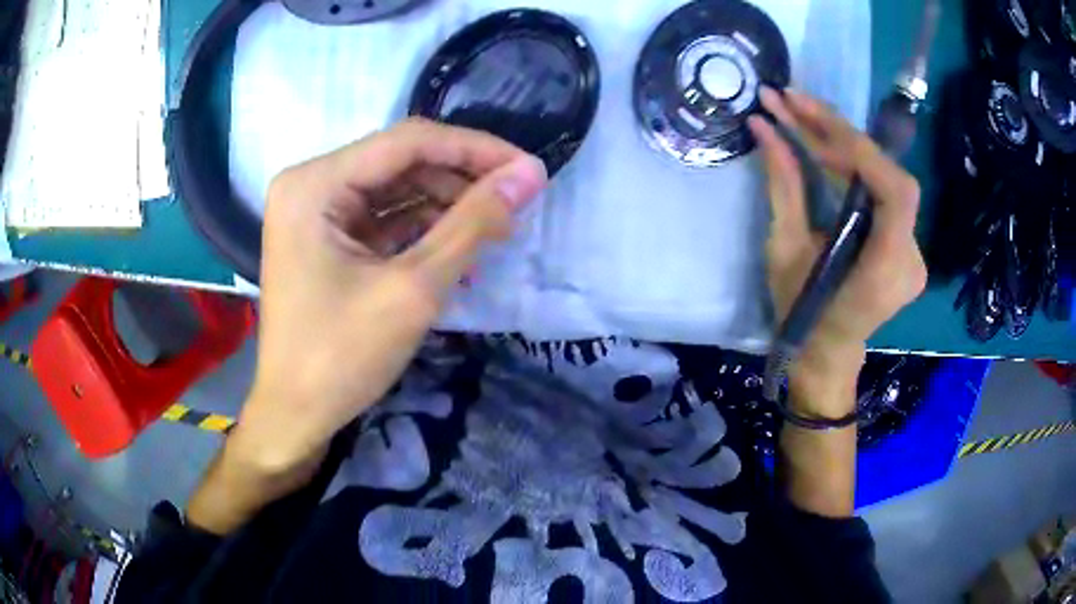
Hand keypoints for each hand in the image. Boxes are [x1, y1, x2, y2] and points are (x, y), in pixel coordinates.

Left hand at [188, 120, 546, 533]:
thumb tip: (529, 175)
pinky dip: (422, 228)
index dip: (475, 149)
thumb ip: (473, 224)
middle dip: (461, 180)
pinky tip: (459, 246)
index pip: (408, 141)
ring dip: (446, 205)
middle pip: (401, 161)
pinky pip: (383, 217)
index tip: (529, 170)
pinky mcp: (326, 237)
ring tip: (495, 230)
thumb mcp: (413, 289)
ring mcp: (316, 211)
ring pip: (396, 188)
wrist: (295, 416)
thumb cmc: (341, 358)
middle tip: (516, 204)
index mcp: (315, 184)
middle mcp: (311, 184)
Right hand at [747, 88, 926, 417]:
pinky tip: (828, 151)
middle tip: (792, 102)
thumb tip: (762, 126)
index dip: (858, 149)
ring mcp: (914, 252)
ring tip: (801, 116)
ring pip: (889, 181)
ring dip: (848, 146)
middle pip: (892, 178)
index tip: (808, 119)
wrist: (825, 354)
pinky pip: (886, 194)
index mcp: (886, 271)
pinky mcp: (906, 245)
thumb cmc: (800, 314)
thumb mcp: (786, 251)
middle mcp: (911, 258)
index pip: (894, 192)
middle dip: (844, 135)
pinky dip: (857, 167)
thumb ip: (783, 185)